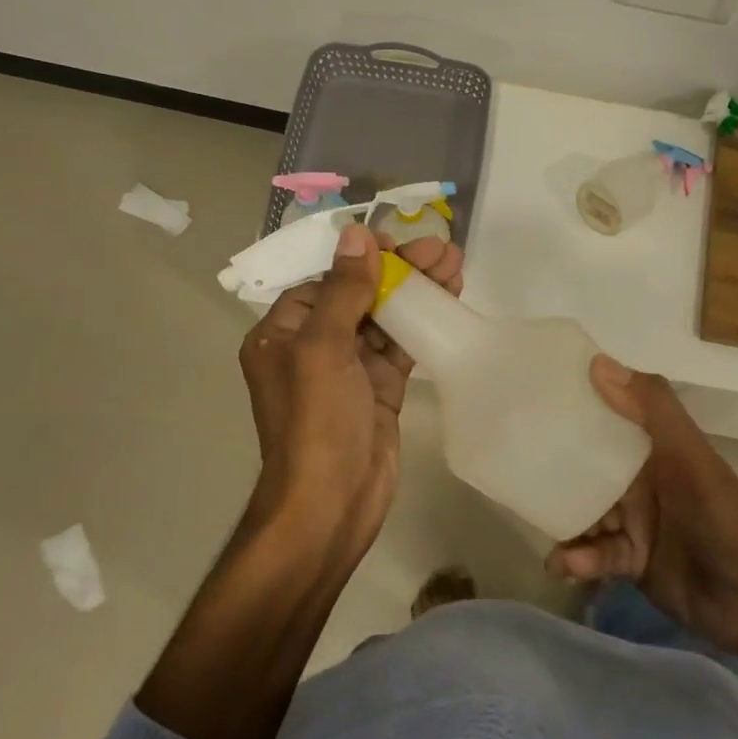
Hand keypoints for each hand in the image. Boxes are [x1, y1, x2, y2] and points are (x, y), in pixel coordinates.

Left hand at [237, 224, 463, 553]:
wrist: (333, 503)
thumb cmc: (317, 422)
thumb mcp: (323, 348)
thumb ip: (342, 290)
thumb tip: (356, 235)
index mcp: (282, 334)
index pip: (324, 281)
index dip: (362, 258)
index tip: (399, 241)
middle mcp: (312, 347)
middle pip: (359, 295)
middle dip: (399, 270)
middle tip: (442, 249)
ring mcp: (348, 369)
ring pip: (384, 317)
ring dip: (417, 291)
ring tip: (455, 264)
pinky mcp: (378, 388)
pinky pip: (400, 345)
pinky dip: (423, 323)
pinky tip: (449, 300)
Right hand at [547, 358, 737, 678]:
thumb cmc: (725, 519)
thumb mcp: (690, 458)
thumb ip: (650, 409)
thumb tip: (596, 362)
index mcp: (656, 448)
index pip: (608, 417)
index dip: (575, 406)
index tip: (531, 399)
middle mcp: (642, 480)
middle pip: (588, 466)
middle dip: (555, 467)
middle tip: (513, 467)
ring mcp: (636, 522)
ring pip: (586, 511)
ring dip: (564, 518)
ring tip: (537, 523)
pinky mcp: (632, 562)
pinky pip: (596, 554)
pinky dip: (578, 558)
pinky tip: (563, 564)